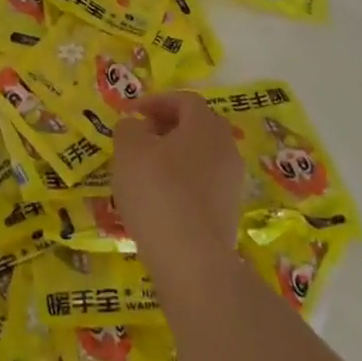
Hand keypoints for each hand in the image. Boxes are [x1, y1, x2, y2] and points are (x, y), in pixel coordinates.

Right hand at [113, 90, 245, 263]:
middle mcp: (227, 149)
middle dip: (167, 128)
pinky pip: (202, 185)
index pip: (185, 100)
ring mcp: (232, 183)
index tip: (132, 114)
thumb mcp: (129, 150)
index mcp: (206, 126)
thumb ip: (130, 128)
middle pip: (197, 127)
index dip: (156, 101)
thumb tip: (138, 127)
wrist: (192, 260)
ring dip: (173, 158)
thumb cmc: (158, 191)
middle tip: (140, 139)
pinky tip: (159, 202)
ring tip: (144, 173)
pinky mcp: (229, 213)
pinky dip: (181, 184)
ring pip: (200, 158)